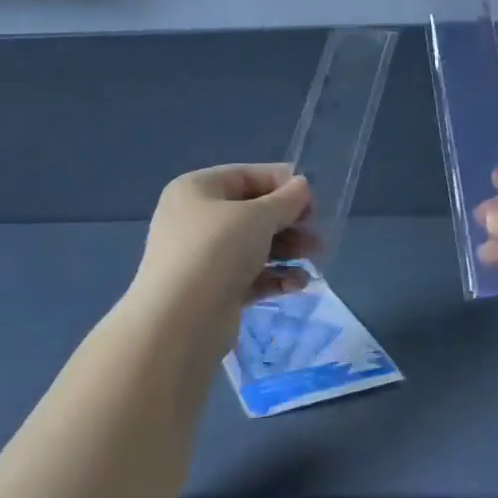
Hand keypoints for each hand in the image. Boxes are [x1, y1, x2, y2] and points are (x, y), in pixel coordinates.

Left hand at [133, 164, 317, 320]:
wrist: (180, 321)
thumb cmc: (217, 251)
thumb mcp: (257, 217)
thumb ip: (285, 200)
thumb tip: (302, 186)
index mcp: (196, 190)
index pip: (245, 176)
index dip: (281, 183)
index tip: (313, 199)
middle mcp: (195, 220)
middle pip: (251, 213)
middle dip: (289, 222)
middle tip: (317, 232)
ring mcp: (203, 258)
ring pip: (253, 246)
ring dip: (287, 250)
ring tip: (315, 258)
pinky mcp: (214, 291)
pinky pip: (250, 277)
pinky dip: (274, 277)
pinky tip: (298, 284)